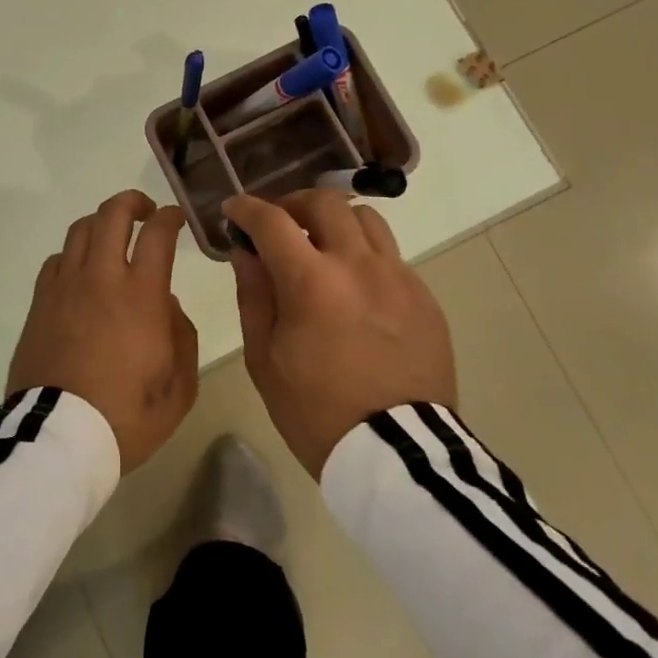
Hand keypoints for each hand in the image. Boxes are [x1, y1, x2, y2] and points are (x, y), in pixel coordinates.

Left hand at [7, 190, 198, 474]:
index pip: (157, 234)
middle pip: (111, 214)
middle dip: (131, 202)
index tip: (176, 218)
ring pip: (80, 230)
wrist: (57, 439)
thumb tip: (167, 306)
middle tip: (144, 211)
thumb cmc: (125, 418)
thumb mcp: (178, 389)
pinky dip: (73, 254)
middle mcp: (100, 278)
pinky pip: (56, 260)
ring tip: (112, 235)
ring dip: (101, 222)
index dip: (169, 217)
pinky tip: (81, 271)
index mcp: (140, 296)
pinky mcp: (39, 303)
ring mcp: (64, 287)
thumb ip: (182, 337)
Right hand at [224, 191, 455, 478]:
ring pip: (366, 219)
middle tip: (278, 224)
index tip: (234, 209)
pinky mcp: (424, 297)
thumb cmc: (316, 411)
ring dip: (335, 221)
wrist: (398, 454)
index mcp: (311, 281)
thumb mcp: (265, 358)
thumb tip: (245, 252)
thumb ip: (254, 295)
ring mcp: (398, 277)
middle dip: (293, 203)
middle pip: (325, 202)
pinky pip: (391, 256)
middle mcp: (358, 265)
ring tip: (322, 245)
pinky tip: (355, 287)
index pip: (272, 220)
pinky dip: (364, 255)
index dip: (246, 207)